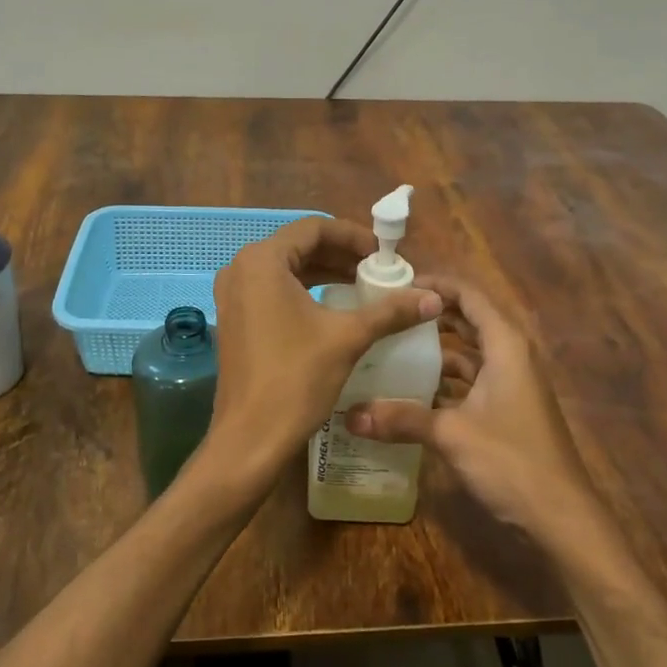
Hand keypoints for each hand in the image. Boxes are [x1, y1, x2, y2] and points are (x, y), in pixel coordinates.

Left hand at [202, 218, 439, 498]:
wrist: (250, 438)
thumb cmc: (296, 379)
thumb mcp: (348, 338)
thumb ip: (390, 311)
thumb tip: (434, 297)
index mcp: (262, 261)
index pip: (314, 228)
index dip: (353, 237)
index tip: (384, 254)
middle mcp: (240, 269)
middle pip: (299, 246)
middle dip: (341, 255)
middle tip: (378, 271)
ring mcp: (233, 295)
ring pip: (286, 270)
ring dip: (325, 273)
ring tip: (363, 288)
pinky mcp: (235, 319)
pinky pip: (274, 291)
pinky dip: (306, 292)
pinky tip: (334, 310)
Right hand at [344, 275, 594, 543]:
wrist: (560, 517)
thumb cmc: (511, 460)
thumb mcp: (451, 434)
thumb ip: (401, 419)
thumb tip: (349, 415)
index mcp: (505, 345)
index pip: (470, 296)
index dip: (436, 284)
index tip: (398, 285)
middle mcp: (511, 356)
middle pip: (469, 321)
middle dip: (432, 316)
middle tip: (388, 314)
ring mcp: (511, 384)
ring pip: (469, 354)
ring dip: (436, 351)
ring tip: (392, 349)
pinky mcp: (507, 410)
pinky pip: (472, 381)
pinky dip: (445, 381)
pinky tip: (412, 393)